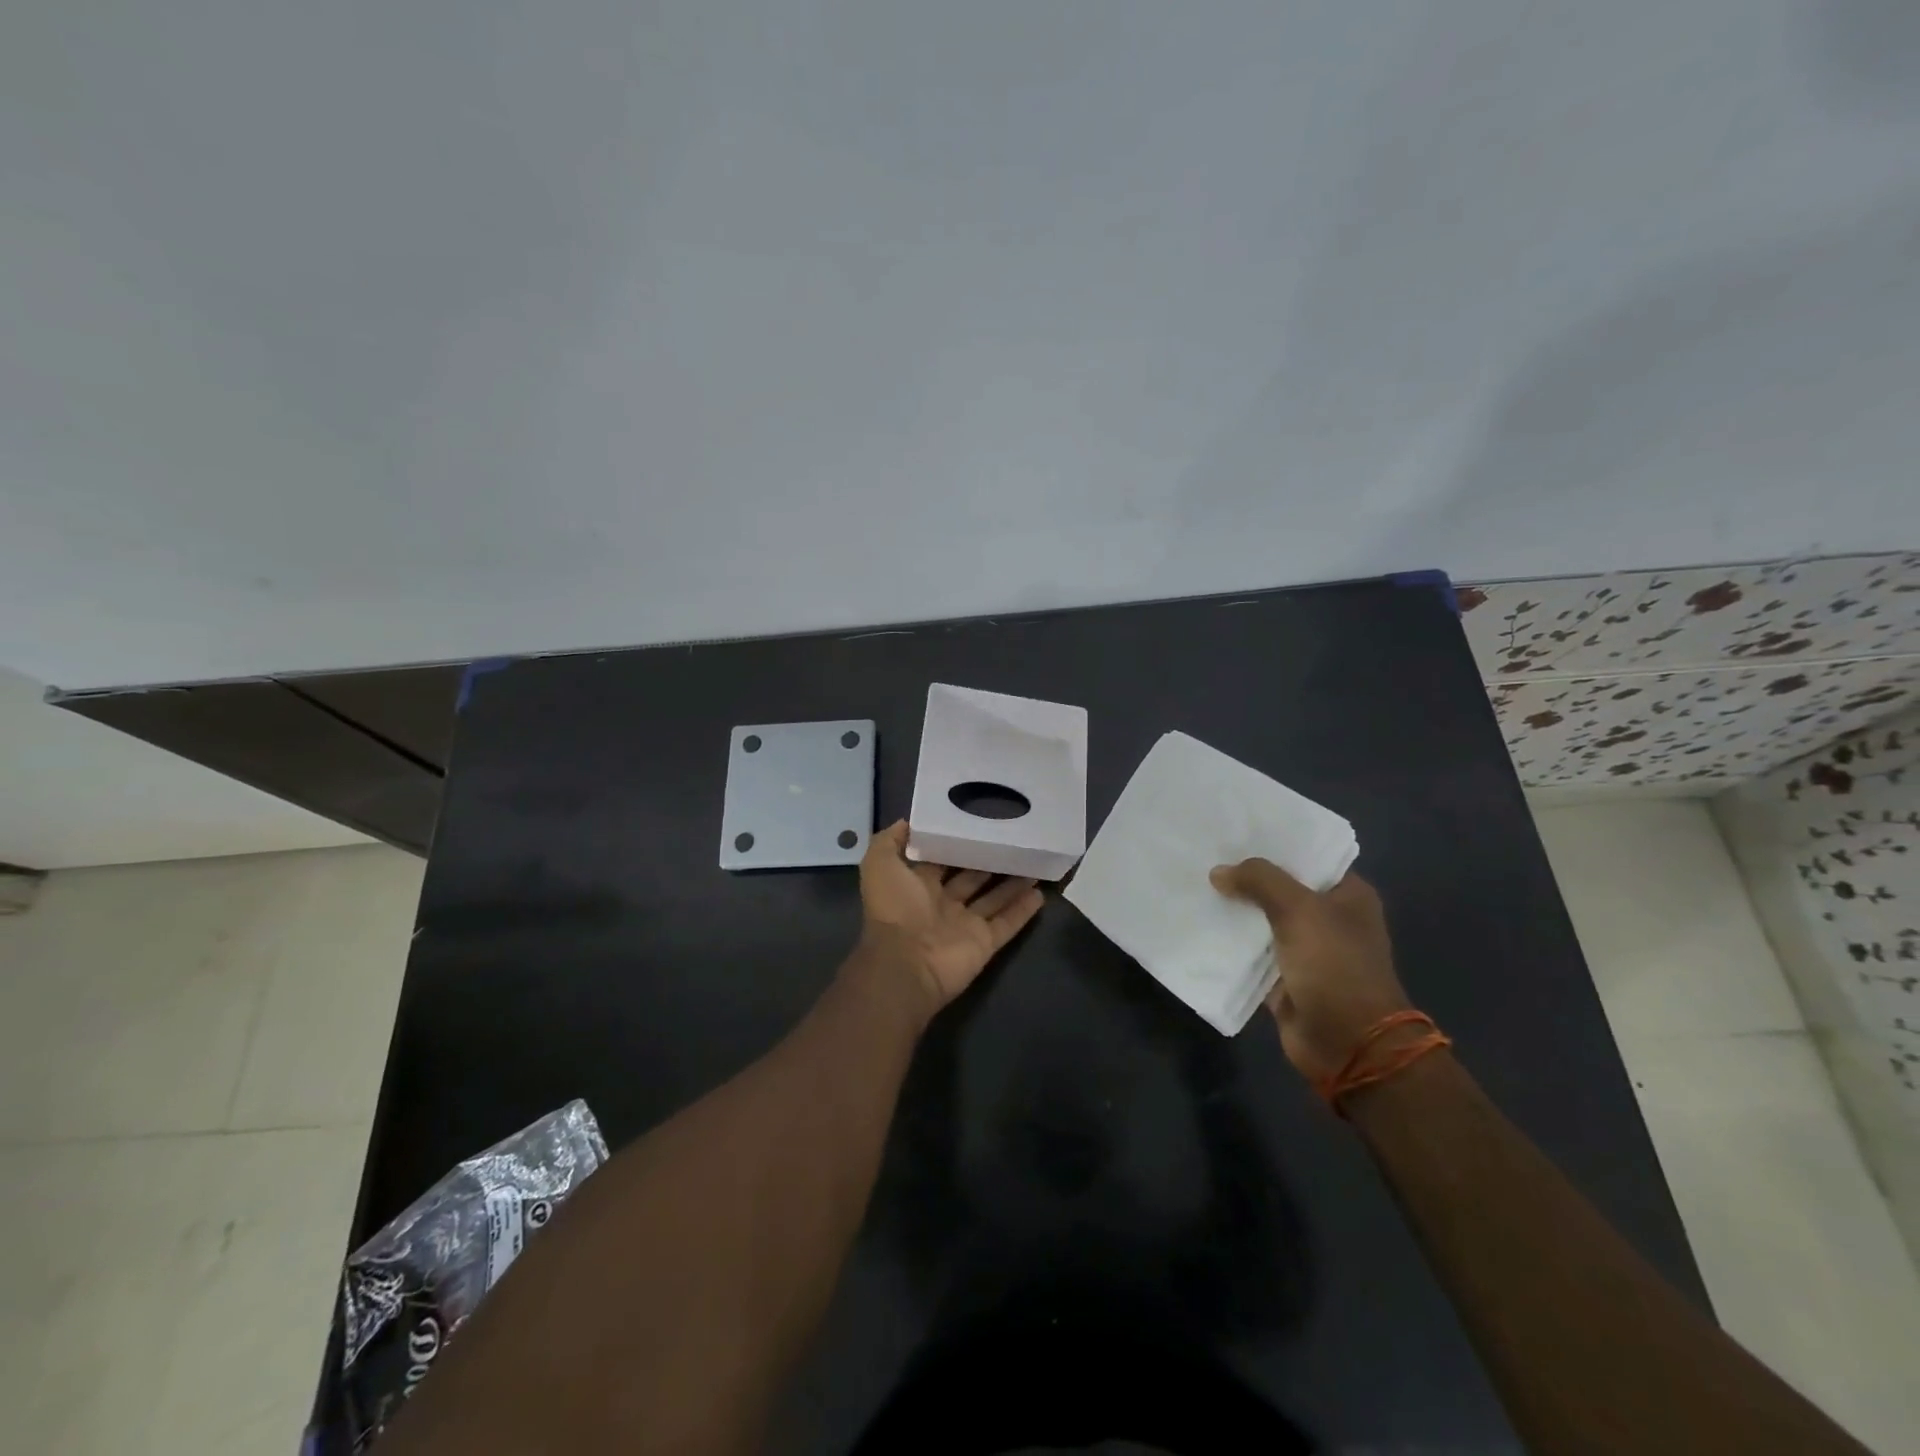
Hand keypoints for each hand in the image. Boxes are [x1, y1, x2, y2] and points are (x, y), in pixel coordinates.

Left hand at [856, 821, 1045, 1018]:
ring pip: (994, 898)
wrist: (906, 964)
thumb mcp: (879, 864)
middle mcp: (942, 903)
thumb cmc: (894, 909)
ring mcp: (965, 924)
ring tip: (1034, 859)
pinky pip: (1008, 923)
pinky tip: (1041, 891)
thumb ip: (890, 840)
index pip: (941, 859)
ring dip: (1012, 882)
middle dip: (989, 860)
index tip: (978, 821)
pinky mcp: (985, 942)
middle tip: (1013, 837)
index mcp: (917, 886)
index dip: (956, 842)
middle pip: (972, 877)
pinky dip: (1023, 909)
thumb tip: (907, 821)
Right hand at [1210, 859, 1410, 1081]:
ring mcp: (1305, 949)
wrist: (1348, 1043)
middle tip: (1204, 852)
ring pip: (1261, 918)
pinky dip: (1229, 941)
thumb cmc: (1335, 966)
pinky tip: (1198, 922)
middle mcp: (1328, 918)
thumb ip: (1259, 881)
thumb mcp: (1299, 910)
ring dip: (1234, 908)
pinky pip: (1250, 951)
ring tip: (1194, 882)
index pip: (1308, 855)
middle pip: (1279, 886)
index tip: (1234, 828)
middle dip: (1245, 875)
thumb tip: (1219, 872)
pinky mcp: (1283, 977)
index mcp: (1347, 895)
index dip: (1274, 842)